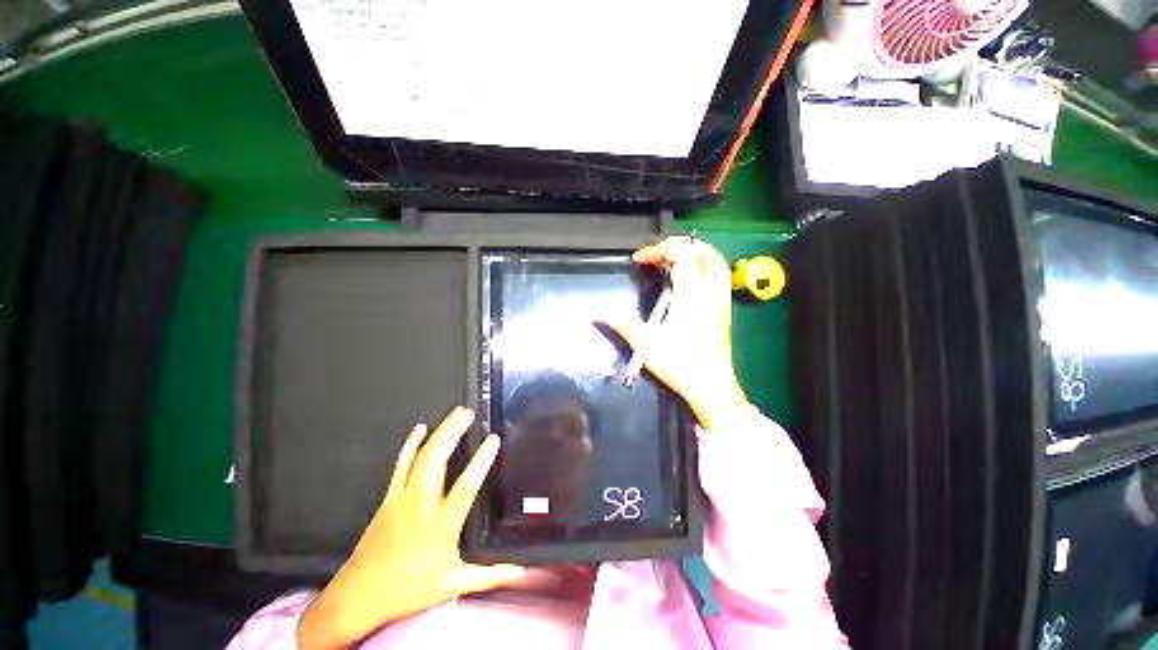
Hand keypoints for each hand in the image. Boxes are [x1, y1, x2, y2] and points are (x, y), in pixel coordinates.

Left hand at [297, 407, 524, 648]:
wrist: (360, 594)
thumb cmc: (410, 588)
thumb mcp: (453, 584)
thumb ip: (490, 575)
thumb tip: (521, 571)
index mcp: (442, 525)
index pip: (466, 487)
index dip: (481, 461)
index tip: (494, 439)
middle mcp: (422, 505)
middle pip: (438, 460)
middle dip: (454, 432)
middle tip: (469, 414)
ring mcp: (403, 497)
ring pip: (421, 457)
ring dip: (439, 432)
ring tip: (455, 415)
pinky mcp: (389, 496)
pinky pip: (401, 464)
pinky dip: (410, 444)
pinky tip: (419, 428)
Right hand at [612, 236, 748, 431]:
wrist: (711, 386)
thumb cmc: (680, 363)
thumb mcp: (646, 343)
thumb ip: (623, 324)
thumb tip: (598, 315)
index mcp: (691, 294)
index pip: (681, 255)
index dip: (658, 249)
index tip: (638, 260)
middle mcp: (710, 291)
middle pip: (704, 252)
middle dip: (680, 245)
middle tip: (658, 253)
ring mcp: (721, 300)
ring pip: (717, 262)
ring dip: (696, 253)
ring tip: (674, 259)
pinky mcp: (724, 309)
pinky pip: (719, 275)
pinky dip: (704, 266)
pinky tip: (688, 279)